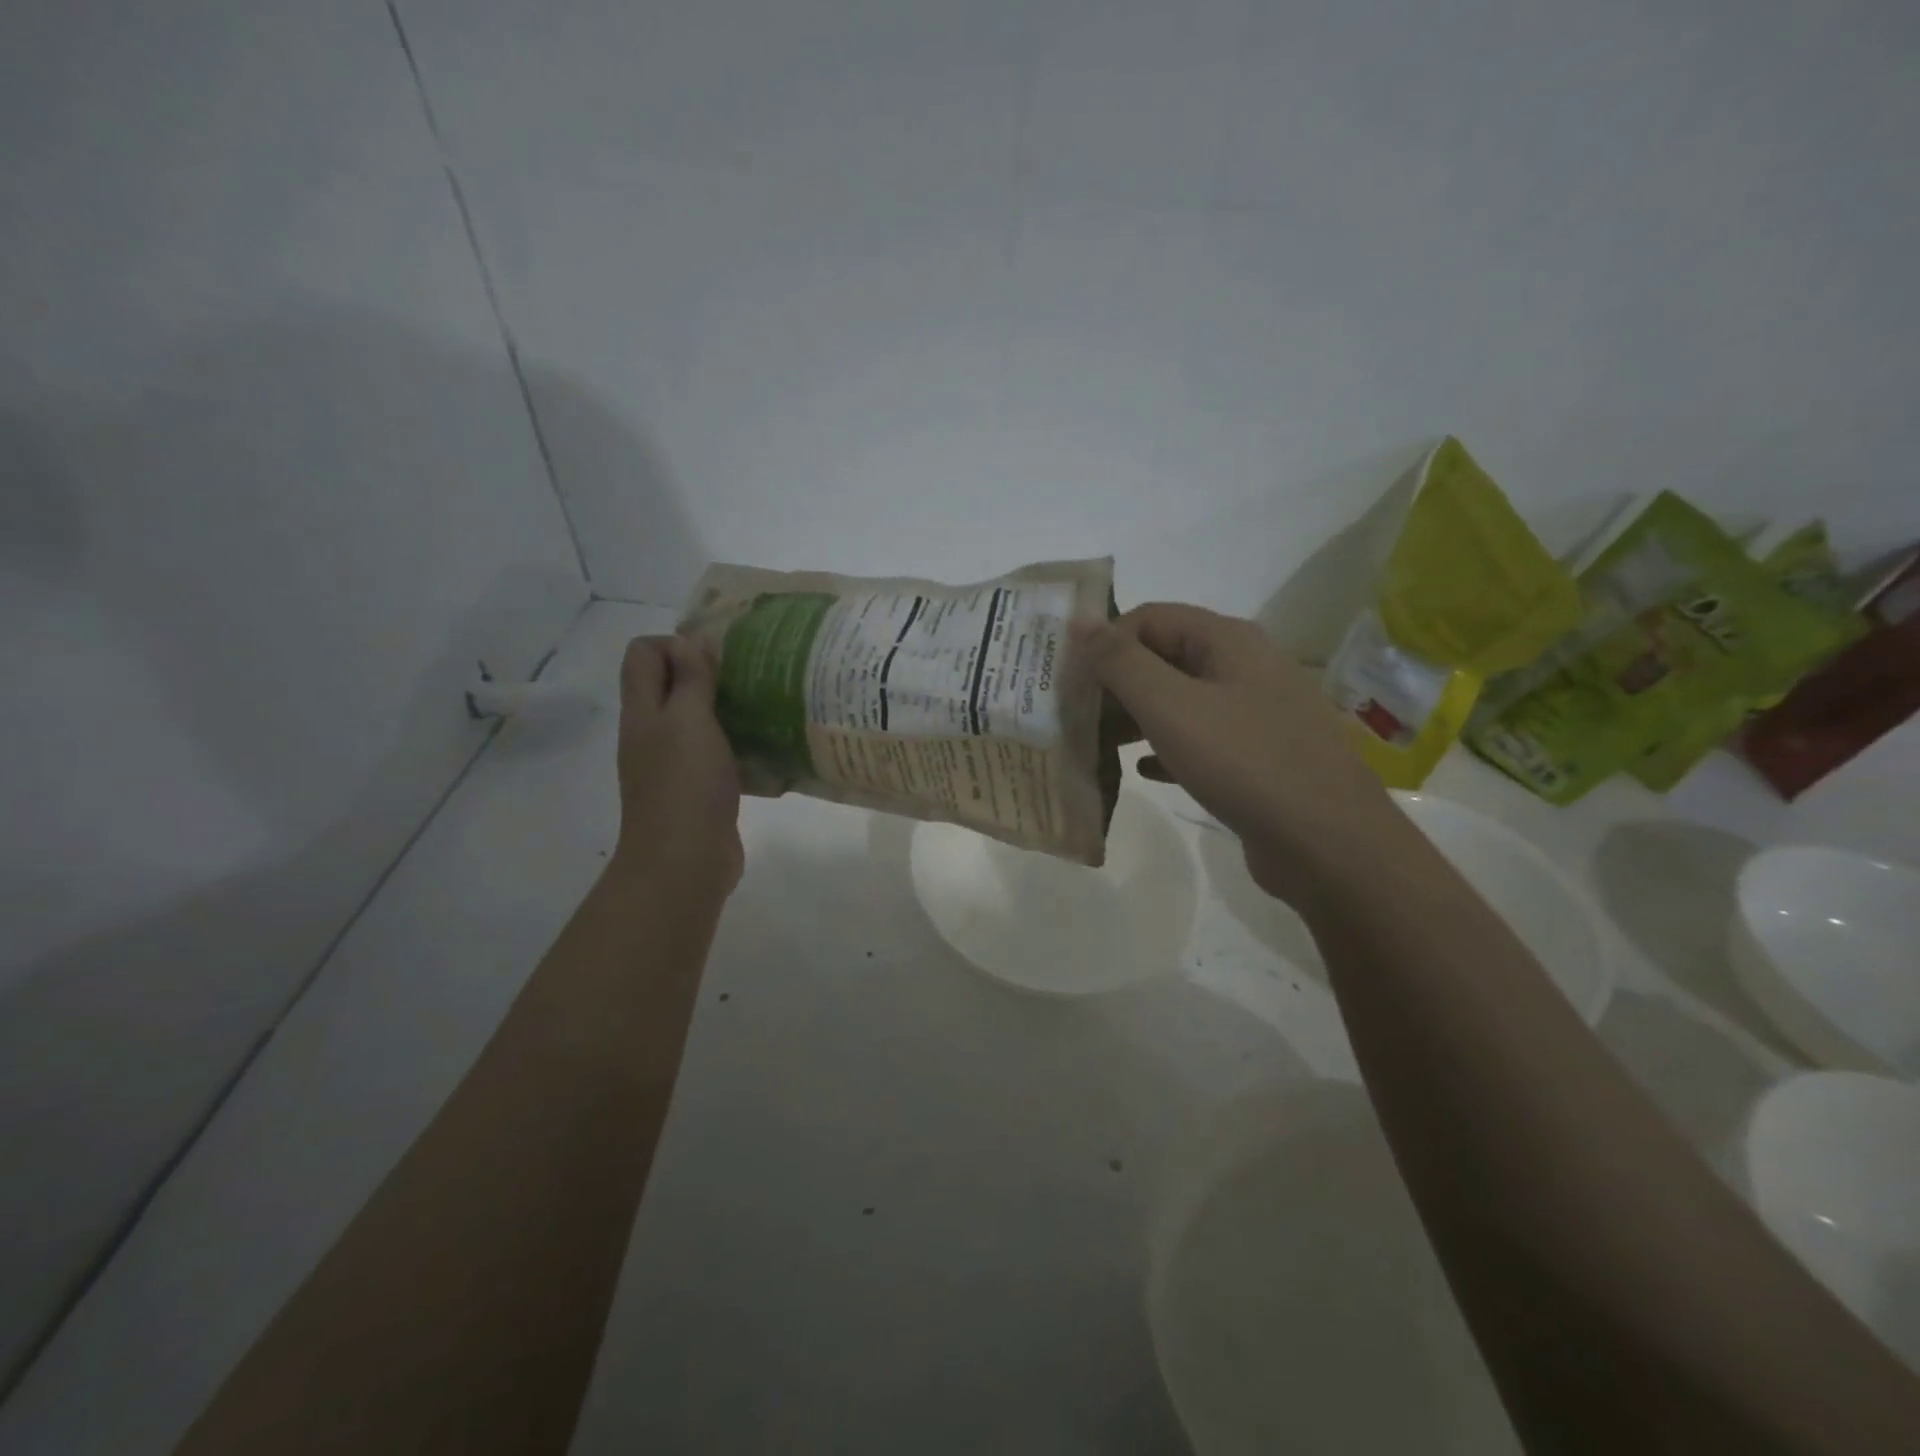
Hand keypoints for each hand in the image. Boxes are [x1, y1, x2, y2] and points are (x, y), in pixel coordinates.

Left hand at [612, 636, 742, 897]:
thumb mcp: (689, 721)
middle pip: (669, 684)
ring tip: (763, 706)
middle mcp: (652, 732)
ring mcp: (672, 763)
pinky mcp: (697, 789)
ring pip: (696, 719)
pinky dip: (735, 744)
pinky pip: (715, 753)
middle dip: (707, 672)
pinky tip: (766, 747)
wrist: (683, 862)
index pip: (643, 653)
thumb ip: (690, 679)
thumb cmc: (685, 785)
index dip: (675, 643)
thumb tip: (688, 641)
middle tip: (749, 676)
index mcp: (643, 711)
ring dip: (726, 708)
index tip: (717, 657)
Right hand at [1077, 603, 1395, 899]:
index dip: (1104, 642)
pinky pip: (1200, 739)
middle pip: (1163, 657)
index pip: (1148, 618)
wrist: (1327, 843)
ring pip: (1180, 700)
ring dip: (1135, 717)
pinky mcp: (1258, 754)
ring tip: (1096, 744)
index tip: (1068, 681)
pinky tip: (1142, 771)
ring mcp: (1255, 711)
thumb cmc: (1243, 762)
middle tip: (1074, 716)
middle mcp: (1244, 665)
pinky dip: (1166, 748)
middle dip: (1116, 684)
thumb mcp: (1170, 706)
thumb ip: (1120, 661)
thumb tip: (1079, 620)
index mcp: (1227, 639)